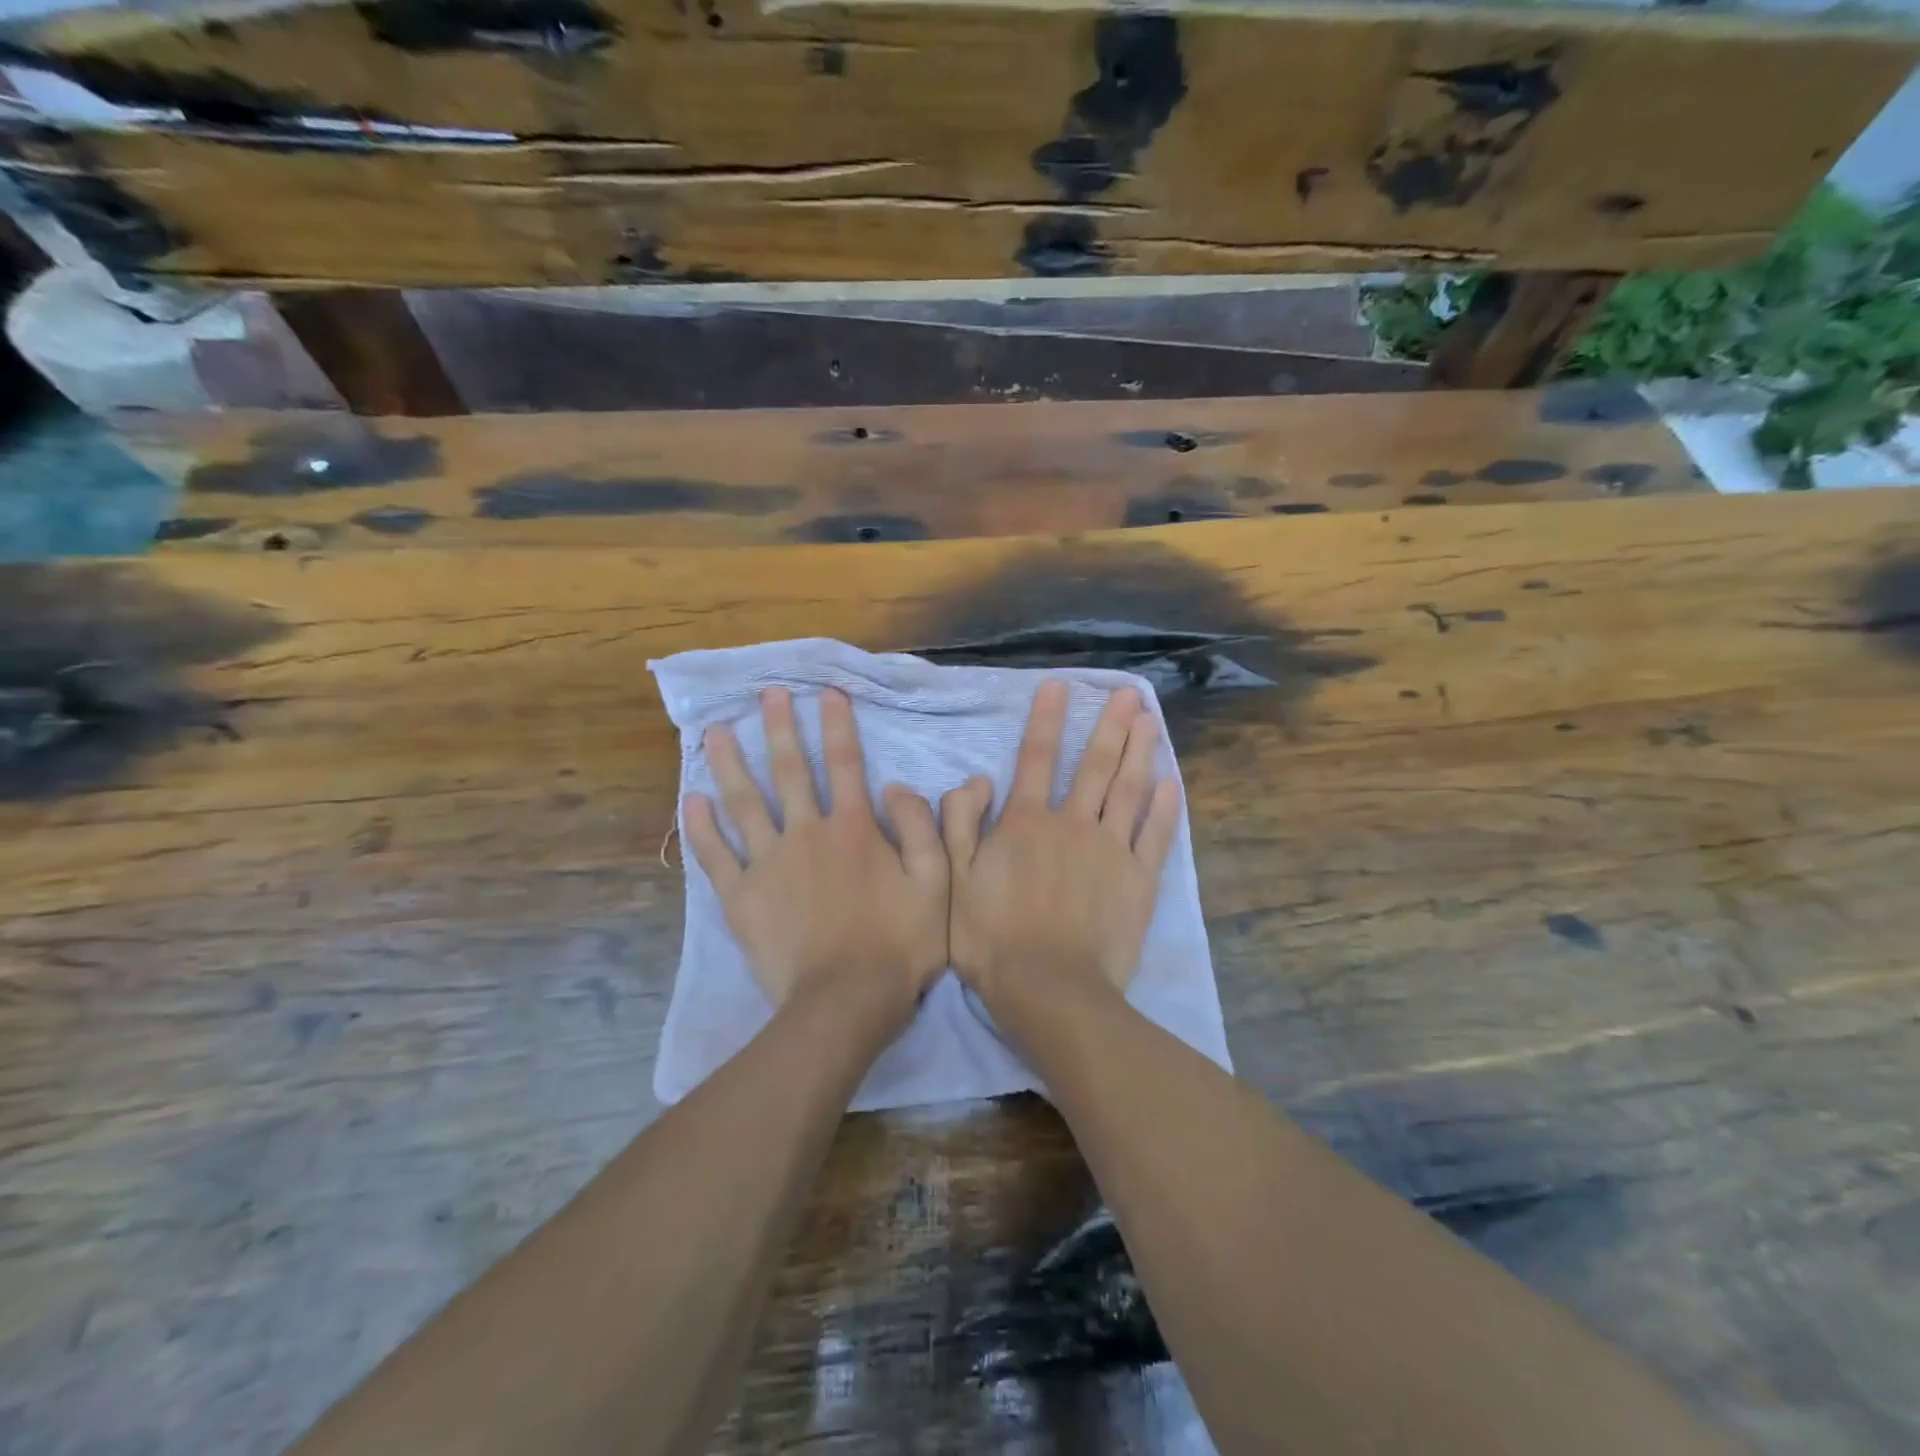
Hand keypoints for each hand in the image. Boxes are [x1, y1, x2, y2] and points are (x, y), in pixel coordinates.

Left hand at [684, 687, 946, 1035]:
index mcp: (854, 828)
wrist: (846, 1000)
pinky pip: (715, 855)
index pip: (846, 763)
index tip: (827, 692)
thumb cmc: (899, 943)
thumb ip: (921, 828)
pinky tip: (691, 798)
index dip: (838, 724)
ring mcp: (768, 864)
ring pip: (745, 802)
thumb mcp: (936, 883)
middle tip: (766, 694)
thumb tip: (896, 786)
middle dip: (779, 728)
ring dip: (730, 763)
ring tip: (715, 730)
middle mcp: (806, 833)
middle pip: (790, 771)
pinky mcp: (741, 897)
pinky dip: (702, 826)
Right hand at [942, 680, 1179, 1013]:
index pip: (1037, 757)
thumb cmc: (991, 937)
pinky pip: (1156, 835)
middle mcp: (1073, 823)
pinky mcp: (1139, 880)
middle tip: (1129, 693)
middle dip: (1111, 725)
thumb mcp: (954, 880)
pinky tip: (1172, 781)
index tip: (1060, 685)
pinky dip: (1166, 807)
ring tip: (1151, 720)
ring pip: (1129, 789)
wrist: (1047, 989)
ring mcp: (1111, 850)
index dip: (1048, 719)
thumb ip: (960, 824)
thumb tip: (975, 779)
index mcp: (1026, 821)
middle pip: (1095, 765)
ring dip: (1141, 751)